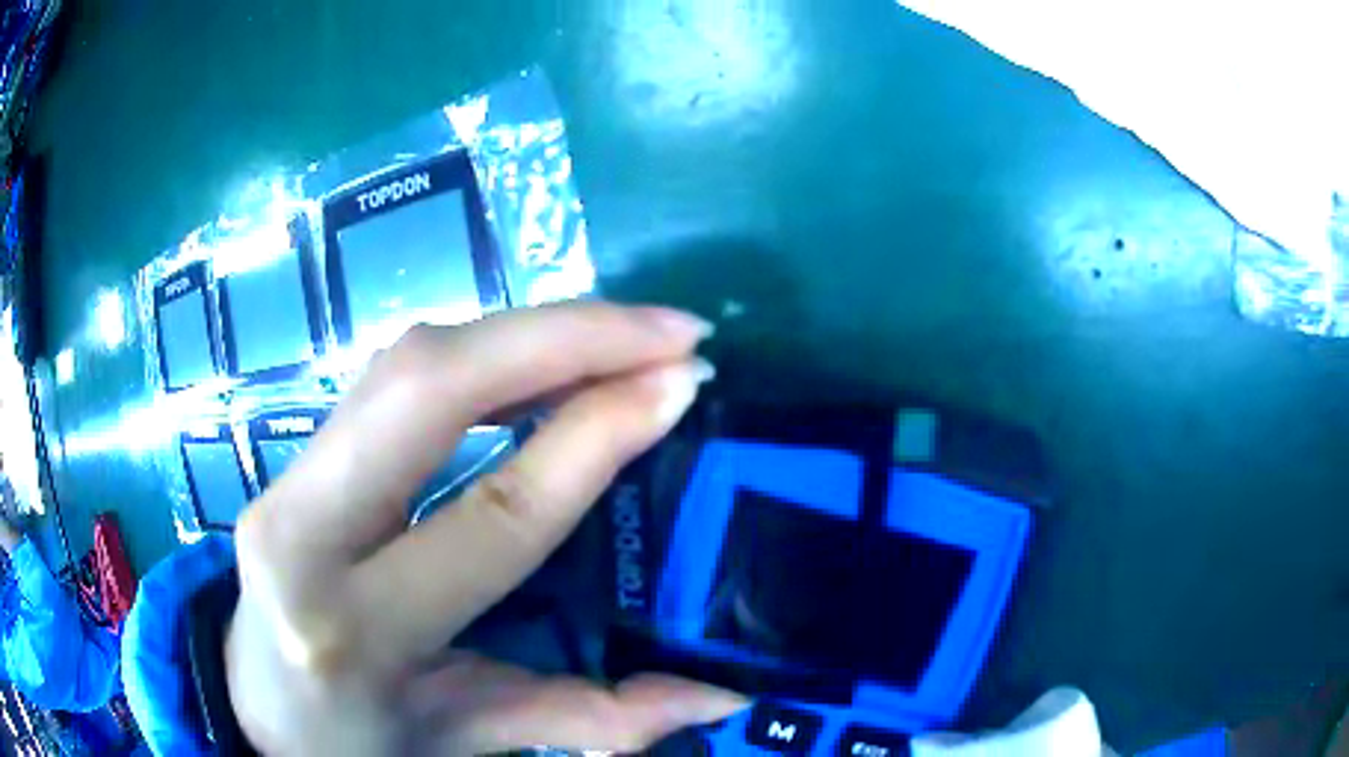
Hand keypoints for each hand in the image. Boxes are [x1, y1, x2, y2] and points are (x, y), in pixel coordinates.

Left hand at [225, 303, 742, 754]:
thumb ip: (594, 719)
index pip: (496, 509)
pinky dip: (485, 350)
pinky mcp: (296, 453)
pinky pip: (397, 374)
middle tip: (670, 328)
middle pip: (433, 385)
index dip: (597, 436)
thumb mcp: (472, 736)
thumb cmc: (362, 737)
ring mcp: (287, 477)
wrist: (260, 706)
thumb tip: (721, 694)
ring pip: (410, 360)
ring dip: (528, 331)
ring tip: (625, 334)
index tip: (683, 384)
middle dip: (565, 336)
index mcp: (360, 626)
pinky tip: (547, 356)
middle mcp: (306, 530)